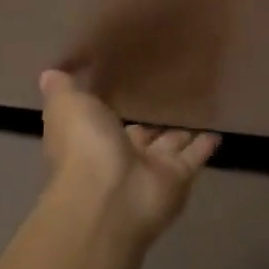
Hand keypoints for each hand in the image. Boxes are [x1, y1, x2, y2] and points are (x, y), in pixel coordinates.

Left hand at [39, 71, 218, 244]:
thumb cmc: (84, 146)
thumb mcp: (66, 106)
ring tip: (195, 110)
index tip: (125, 84)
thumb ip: (62, 87)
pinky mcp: (177, 178)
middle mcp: (119, 155)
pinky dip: (205, 146)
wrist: (109, 197)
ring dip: (178, 134)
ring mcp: (149, 170)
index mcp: (90, 139)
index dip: (111, 106)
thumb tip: (50, 72)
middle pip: (138, 135)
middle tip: (167, 98)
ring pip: (167, 147)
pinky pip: (194, 157)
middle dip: (149, 123)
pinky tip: (218, 131)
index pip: (102, 119)